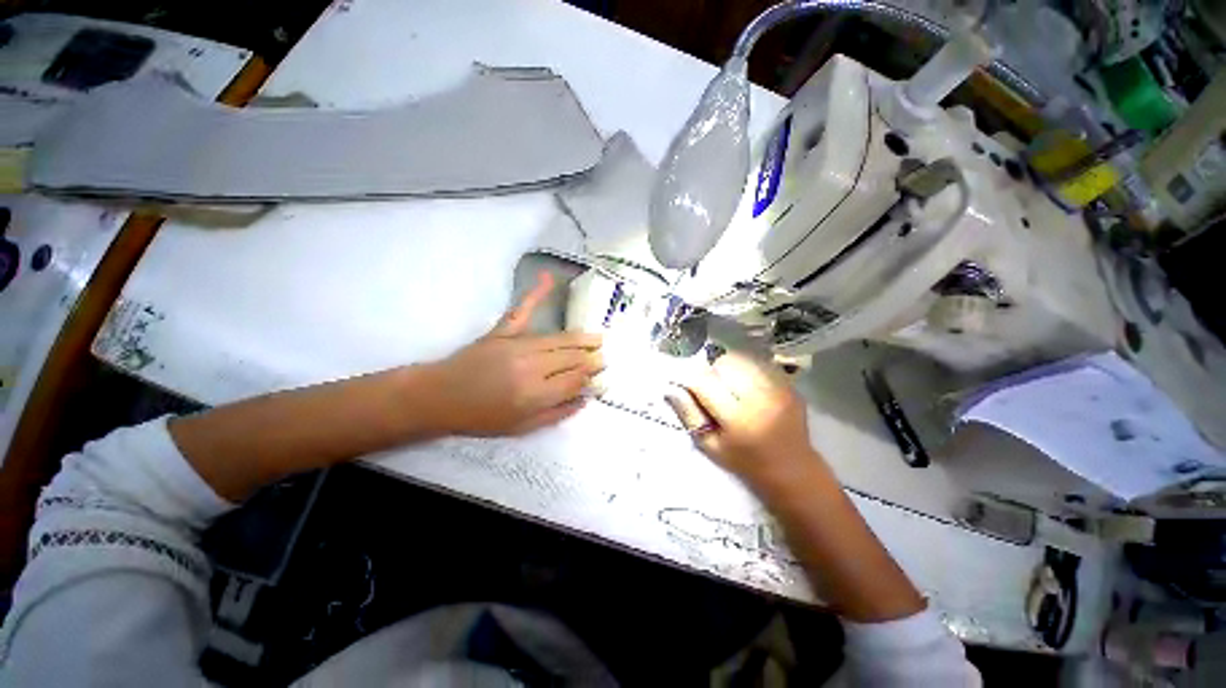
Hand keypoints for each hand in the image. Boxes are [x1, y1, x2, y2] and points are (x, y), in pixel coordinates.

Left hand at [423, 271, 603, 436]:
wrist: (439, 397)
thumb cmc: (481, 417)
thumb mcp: (522, 428)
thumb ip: (556, 414)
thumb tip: (584, 399)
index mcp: (535, 394)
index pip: (575, 379)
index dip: (590, 377)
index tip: (600, 376)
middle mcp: (531, 366)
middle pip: (572, 358)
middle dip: (592, 358)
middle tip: (604, 358)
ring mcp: (517, 345)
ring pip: (559, 339)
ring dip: (582, 339)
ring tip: (598, 339)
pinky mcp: (502, 332)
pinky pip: (522, 311)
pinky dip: (535, 294)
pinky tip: (548, 278)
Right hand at [665, 352, 818, 487]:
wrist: (793, 469)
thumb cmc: (745, 462)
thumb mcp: (710, 445)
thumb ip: (689, 414)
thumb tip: (671, 388)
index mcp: (738, 417)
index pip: (705, 382)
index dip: (690, 378)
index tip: (685, 383)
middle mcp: (760, 397)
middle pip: (725, 363)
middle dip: (711, 371)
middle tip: (711, 388)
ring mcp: (779, 388)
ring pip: (742, 358)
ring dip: (729, 367)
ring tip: (730, 386)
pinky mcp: (789, 384)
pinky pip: (759, 363)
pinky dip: (747, 368)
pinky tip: (747, 386)